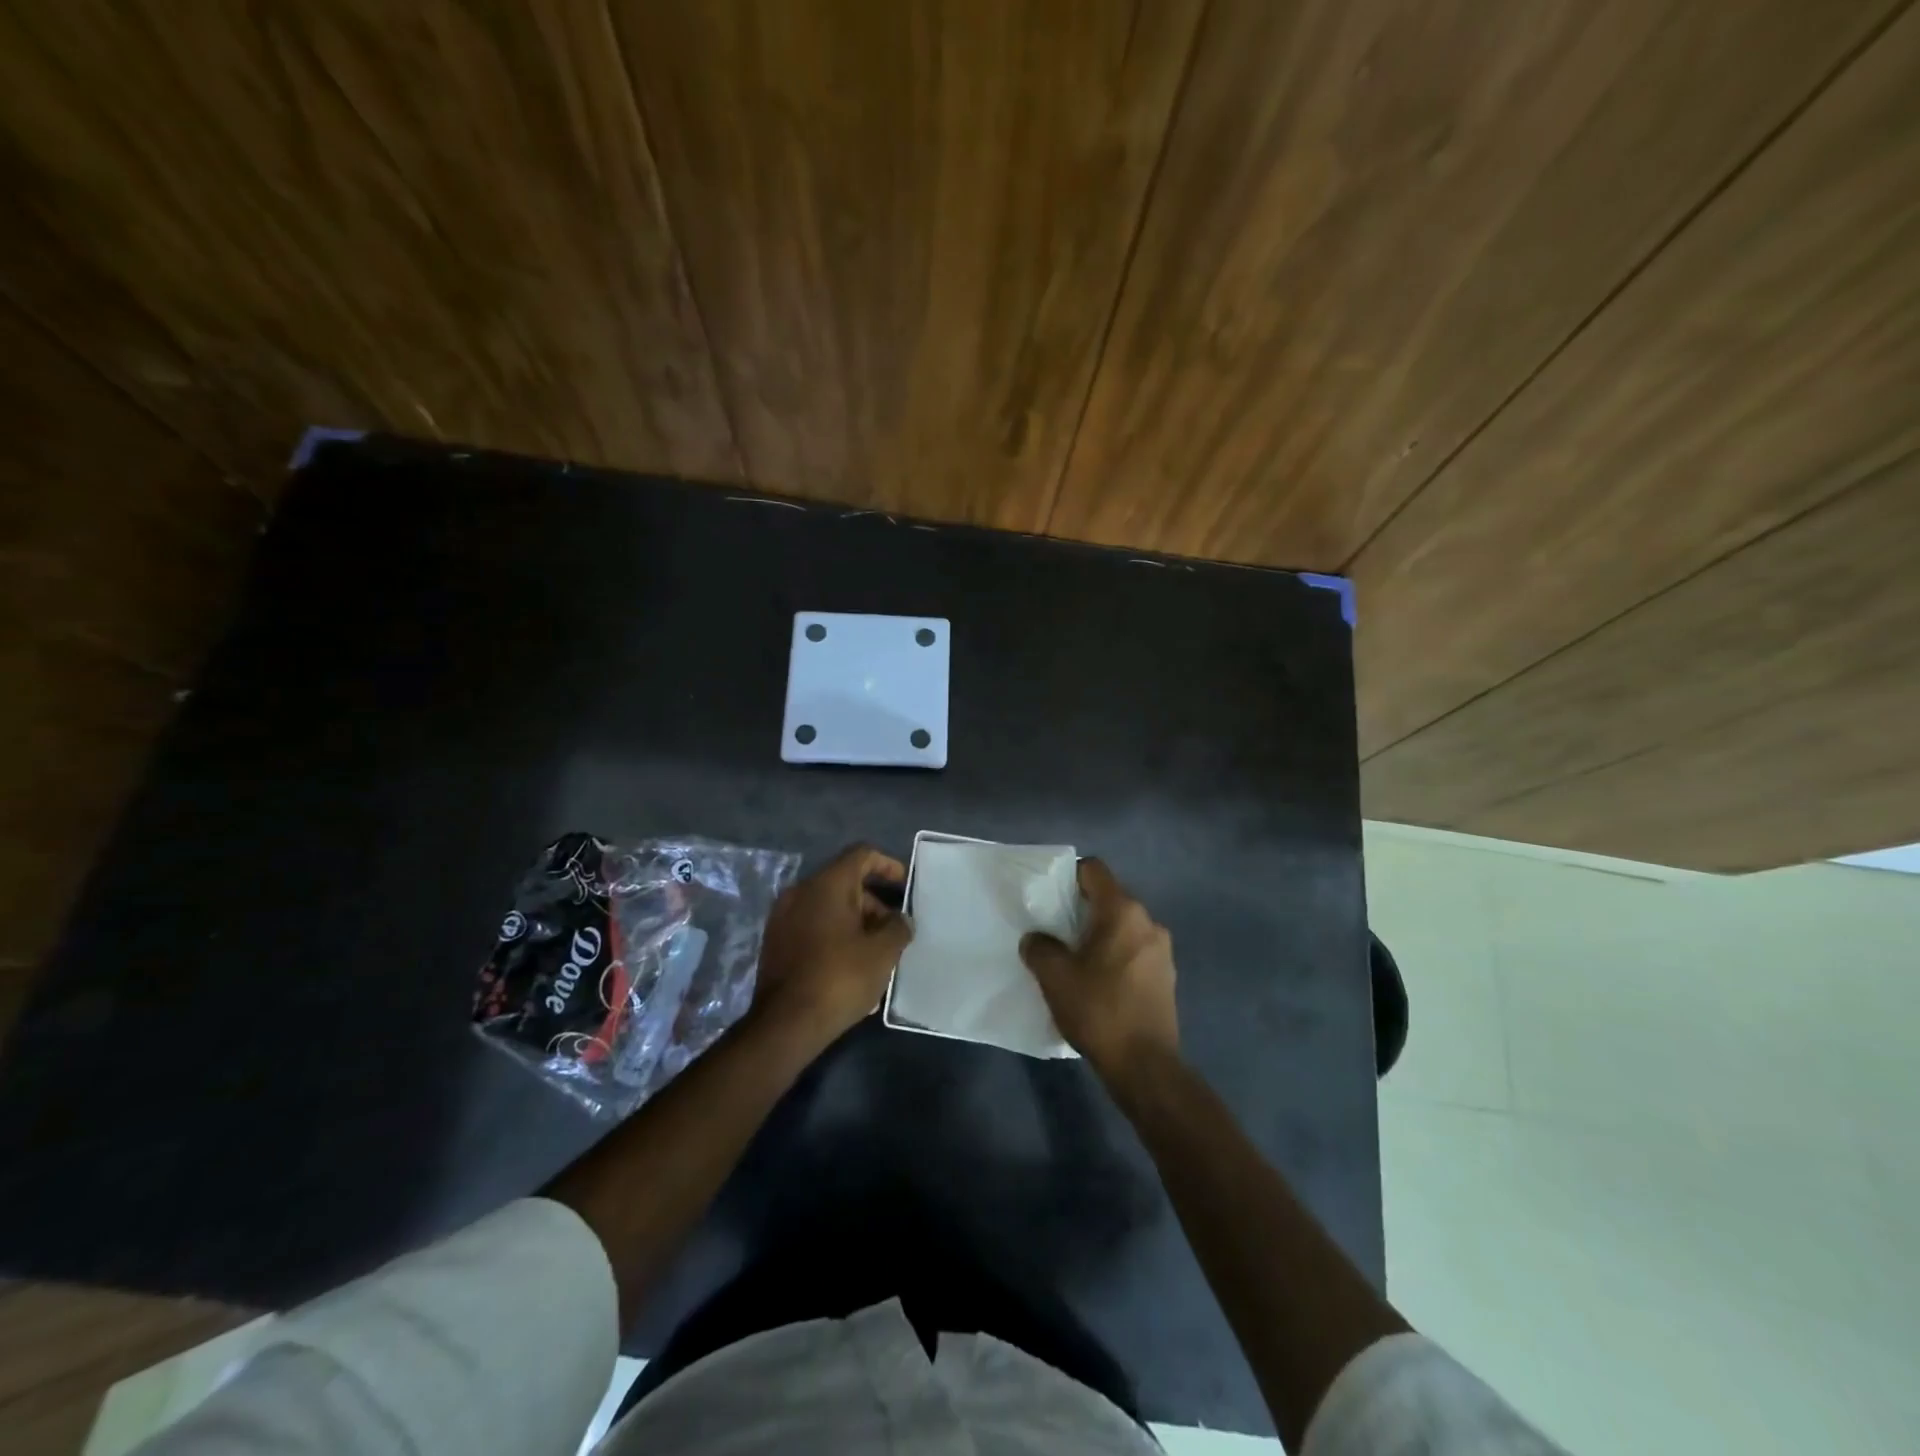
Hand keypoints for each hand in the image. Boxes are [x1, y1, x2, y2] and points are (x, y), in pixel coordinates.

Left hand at [754, 844, 911, 1048]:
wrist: (785, 1024)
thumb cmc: (840, 978)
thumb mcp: (882, 953)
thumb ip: (898, 927)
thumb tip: (900, 920)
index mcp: (827, 884)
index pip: (862, 855)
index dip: (888, 866)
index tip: (906, 887)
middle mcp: (800, 891)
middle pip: (845, 882)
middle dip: (874, 902)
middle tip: (894, 931)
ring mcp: (783, 917)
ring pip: (828, 906)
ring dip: (855, 921)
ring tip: (876, 953)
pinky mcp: (775, 942)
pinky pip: (812, 925)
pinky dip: (834, 934)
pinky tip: (850, 965)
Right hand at [1021, 858, 1178, 1086]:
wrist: (1145, 1065)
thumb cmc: (1099, 1010)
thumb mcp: (1055, 977)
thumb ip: (1039, 947)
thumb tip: (1036, 939)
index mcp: (1123, 911)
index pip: (1094, 870)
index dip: (1069, 876)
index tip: (1050, 899)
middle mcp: (1148, 922)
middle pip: (1109, 898)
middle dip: (1081, 910)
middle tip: (1055, 932)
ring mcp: (1162, 950)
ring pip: (1123, 927)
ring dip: (1099, 936)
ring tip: (1075, 961)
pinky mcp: (1166, 976)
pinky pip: (1134, 951)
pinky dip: (1115, 956)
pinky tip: (1098, 983)